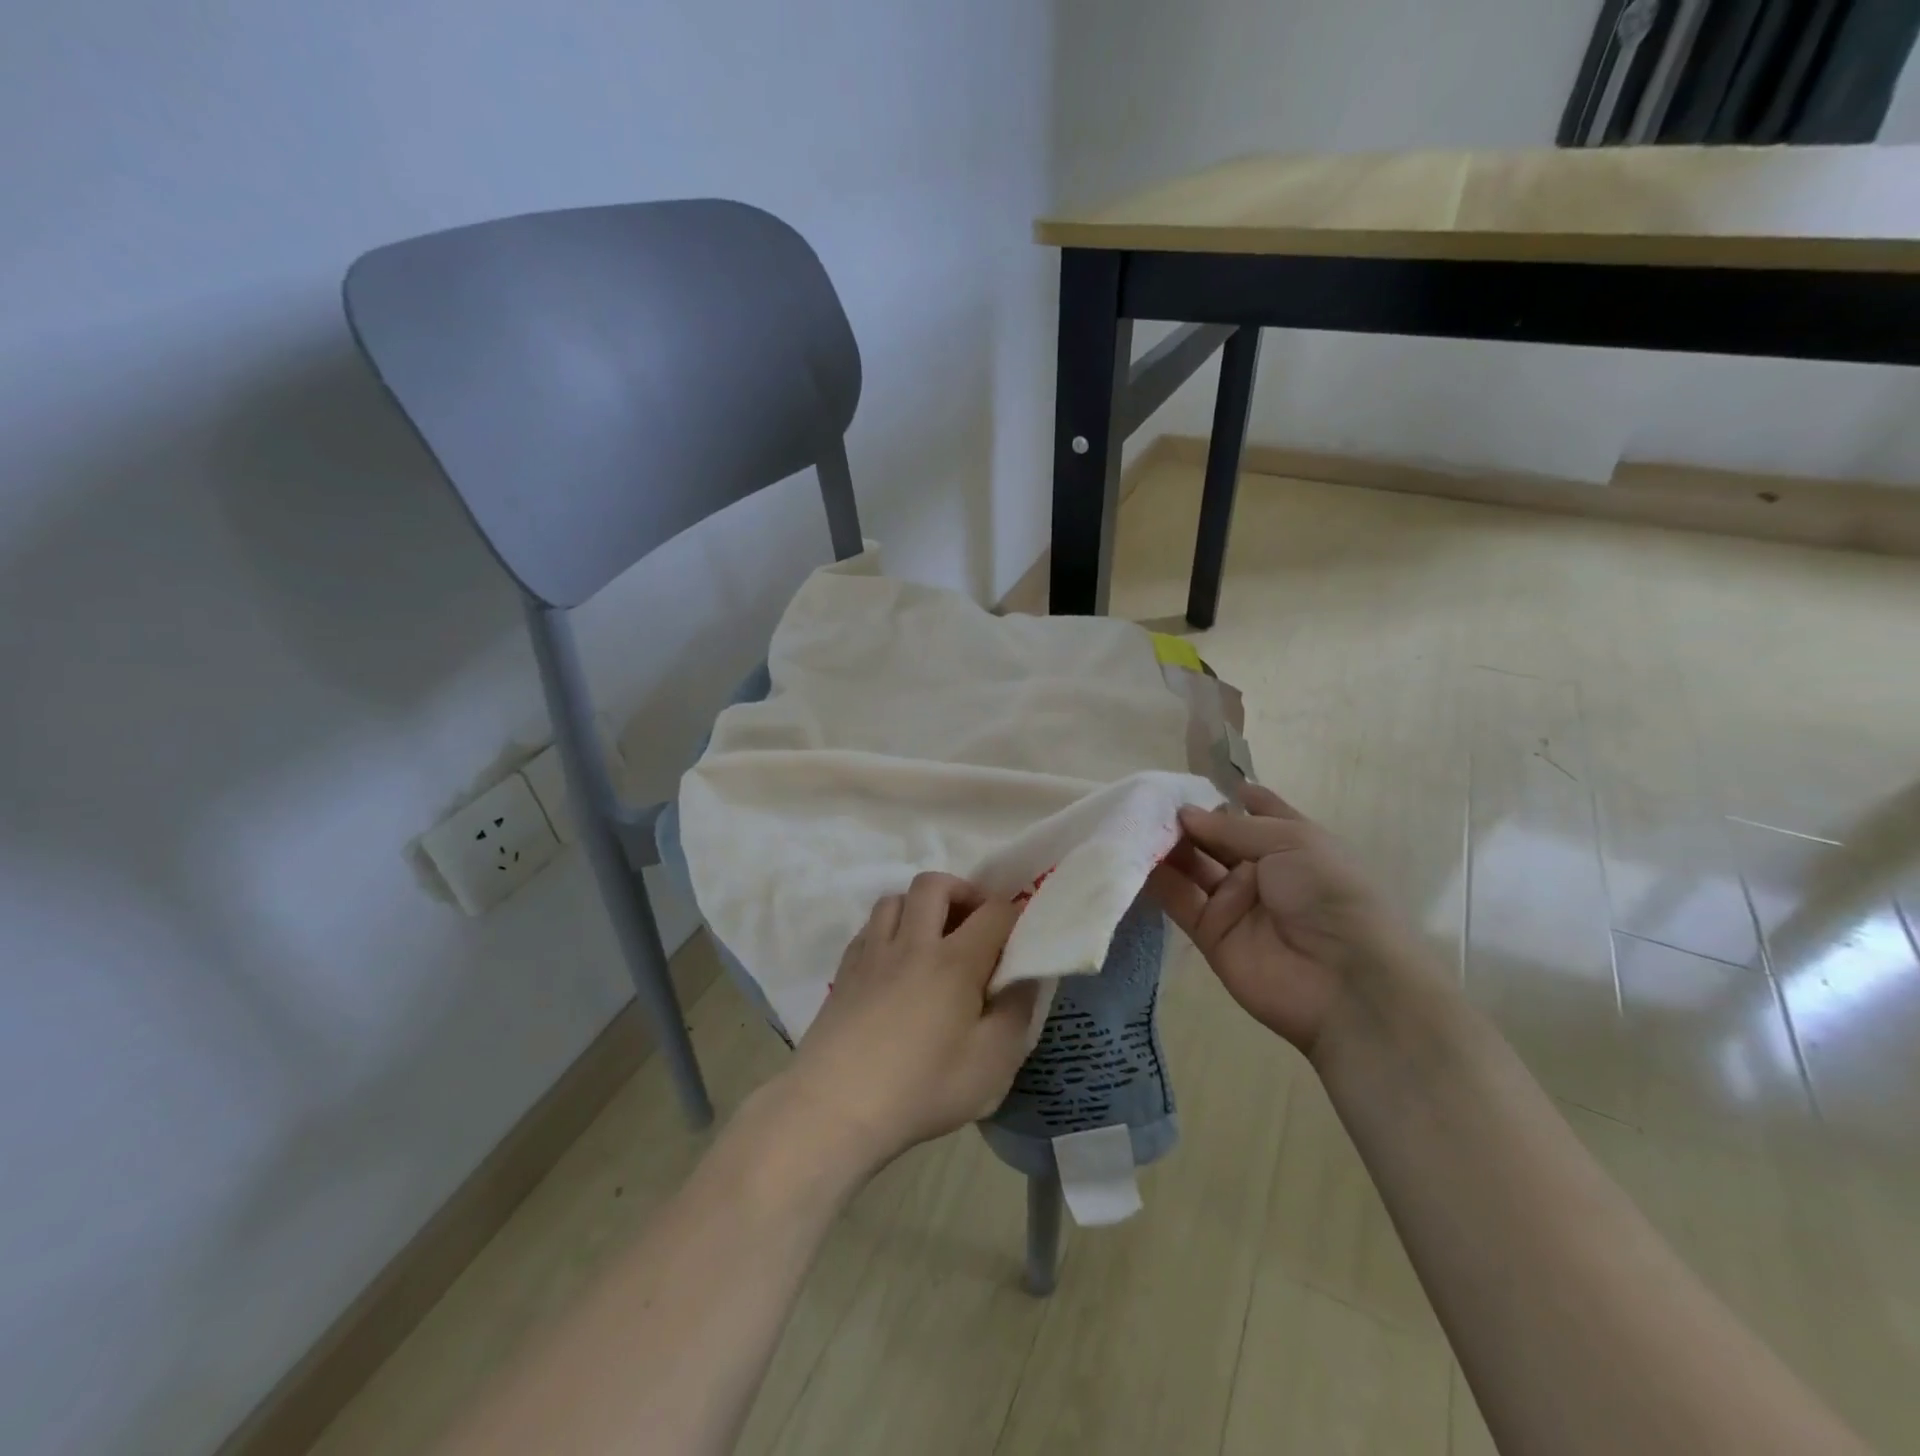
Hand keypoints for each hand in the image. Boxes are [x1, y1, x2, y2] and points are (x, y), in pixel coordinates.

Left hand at [782, 873, 1037, 1171]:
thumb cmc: (922, 1088)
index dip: (1014, 915)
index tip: (1020, 937)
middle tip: (974, 925)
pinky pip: (870, 926)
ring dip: (921, 906)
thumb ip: (1017, 1012)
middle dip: (962, 892)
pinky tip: (896, 962)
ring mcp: (872, 953)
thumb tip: (1025, 976)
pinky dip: (890, 929)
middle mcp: (912, 943)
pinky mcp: (844, 970)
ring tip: (933, 939)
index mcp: (954, 961)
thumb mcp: (992, 1064)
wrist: (835, 1107)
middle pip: (935, 884)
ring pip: (896, 898)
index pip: (993, 913)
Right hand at [1148, 783, 1410, 1056]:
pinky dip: (1157, 880)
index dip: (1225, 793)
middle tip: (1145, 800)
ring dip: (1166, 846)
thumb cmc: (1328, 894)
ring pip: (1192, 866)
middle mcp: (1260, 868)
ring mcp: (1234, 901)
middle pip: (1214, 837)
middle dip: (1184, 819)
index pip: (1254, 809)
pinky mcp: (1210, 933)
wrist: (1346, 983)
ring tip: (1132, 823)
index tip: (1186, 777)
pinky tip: (1132, 857)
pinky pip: (1179, 900)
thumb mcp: (1290, 842)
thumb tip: (1182, 813)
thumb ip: (1230, 827)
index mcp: (1290, 842)